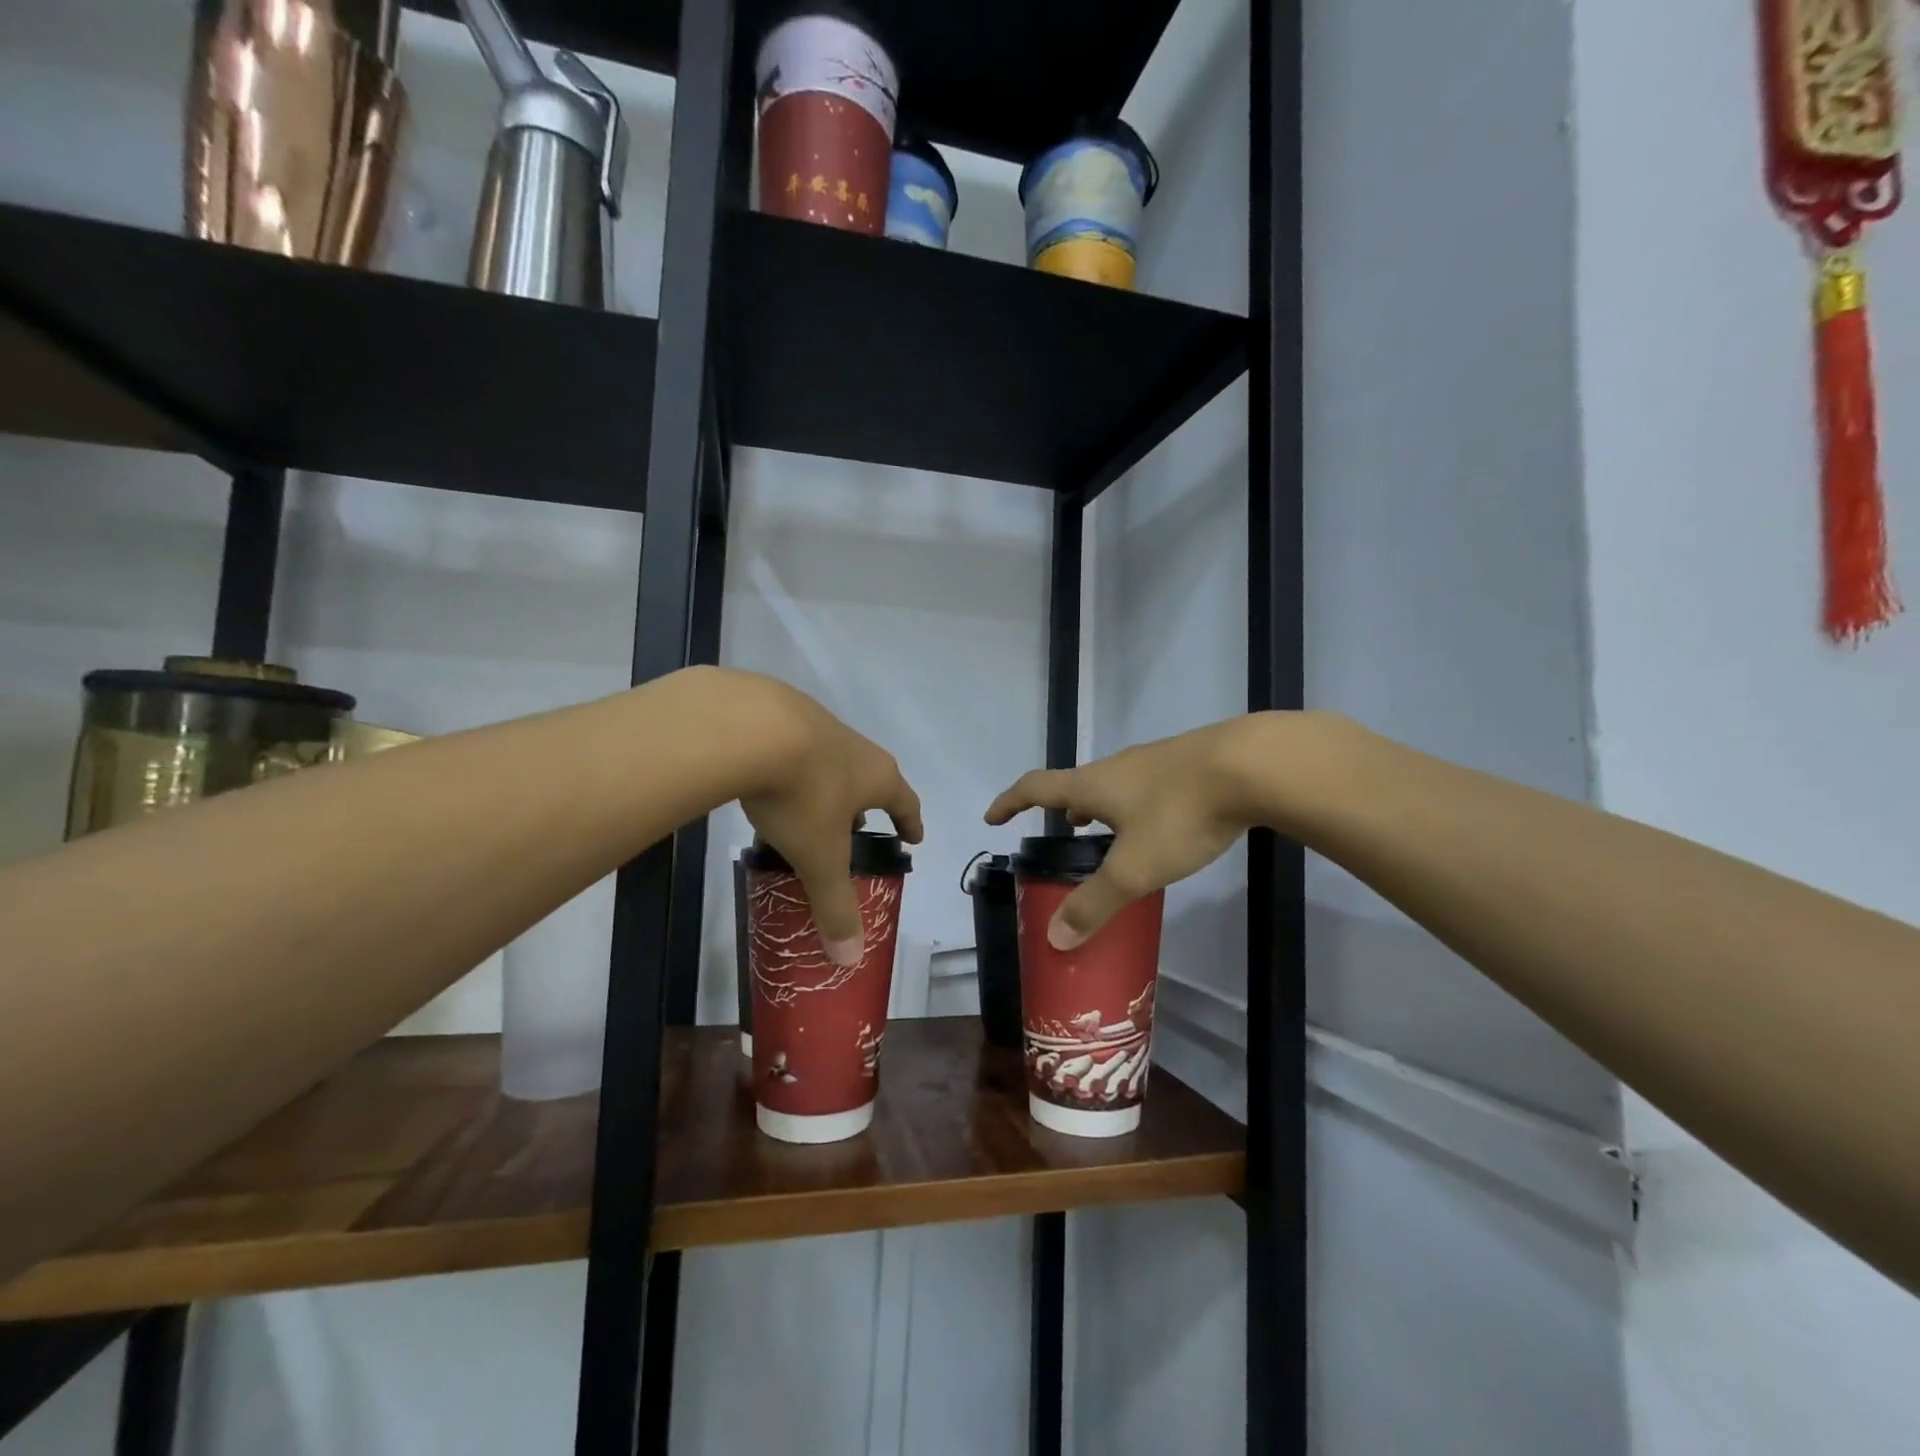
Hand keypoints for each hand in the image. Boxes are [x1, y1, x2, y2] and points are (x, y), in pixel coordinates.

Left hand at [731, 674, 923, 965]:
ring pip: (832, 760)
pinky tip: (768, 780)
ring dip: (828, 784)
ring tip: (811, 807)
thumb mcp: (820, 856)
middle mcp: (855, 747)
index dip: (911, 821)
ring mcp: (818, 724)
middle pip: (871, 777)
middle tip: (857, 826)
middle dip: (867, 804)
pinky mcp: (779, 712)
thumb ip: (834, 904)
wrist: (751, 726)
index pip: (906, 801)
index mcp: (877, 777)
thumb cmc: (802, 794)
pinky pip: (794, 745)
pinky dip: (792, 766)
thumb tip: (849, 959)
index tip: (914, 837)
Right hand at [985, 714, 1296, 948]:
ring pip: (1115, 784)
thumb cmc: (1181, 814)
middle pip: (1077, 784)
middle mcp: (1118, 767)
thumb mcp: (1135, 868)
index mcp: (1093, 785)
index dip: (1010, 802)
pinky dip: (1136, 804)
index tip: (993, 817)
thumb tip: (1055, 939)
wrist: (1254, 764)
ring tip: (1106, 832)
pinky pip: (1147, 785)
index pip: (1036, 788)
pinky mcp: (1189, 763)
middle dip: (1063, 808)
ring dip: (1101, 806)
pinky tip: (1161, 823)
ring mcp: (1155, 760)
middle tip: (1062, 833)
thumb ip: (1095, 903)